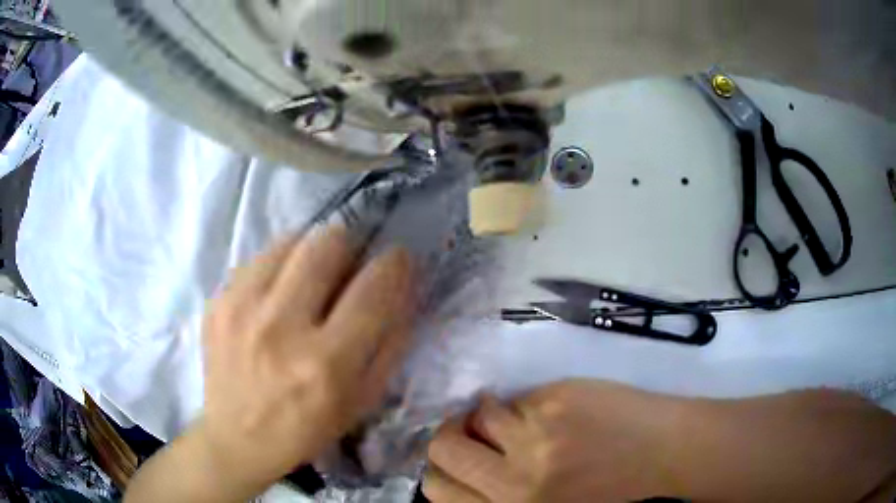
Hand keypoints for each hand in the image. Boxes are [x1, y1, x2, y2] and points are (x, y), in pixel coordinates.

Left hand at [199, 225, 414, 495]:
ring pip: (292, 239)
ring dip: (312, 253)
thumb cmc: (306, 428)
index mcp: (326, 364)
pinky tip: (276, 296)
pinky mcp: (218, 301)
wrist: (236, 438)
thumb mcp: (363, 401)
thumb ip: (390, 343)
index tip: (396, 260)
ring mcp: (242, 308)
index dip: (395, 263)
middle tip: (348, 269)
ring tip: (309, 281)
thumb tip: (401, 287)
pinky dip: (279, 268)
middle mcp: (281, 327)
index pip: (374, 287)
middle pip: (328, 243)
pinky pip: (260, 258)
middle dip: (350, 248)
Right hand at [423, 380, 681, 501]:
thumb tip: (466, 473)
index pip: (437, 488)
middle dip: (451, 437)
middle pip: (442, 447)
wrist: (668, 458)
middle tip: (472, 434)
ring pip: (474, 416)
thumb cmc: (610, 497)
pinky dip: (520, 406)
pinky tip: (547, 413)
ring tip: (514, 422)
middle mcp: (513, 485)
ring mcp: (534, 441)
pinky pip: (514, 400)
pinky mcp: (556, 404)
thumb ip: (501, 499)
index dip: (440, 471)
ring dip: (487, 418)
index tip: (456, 462)